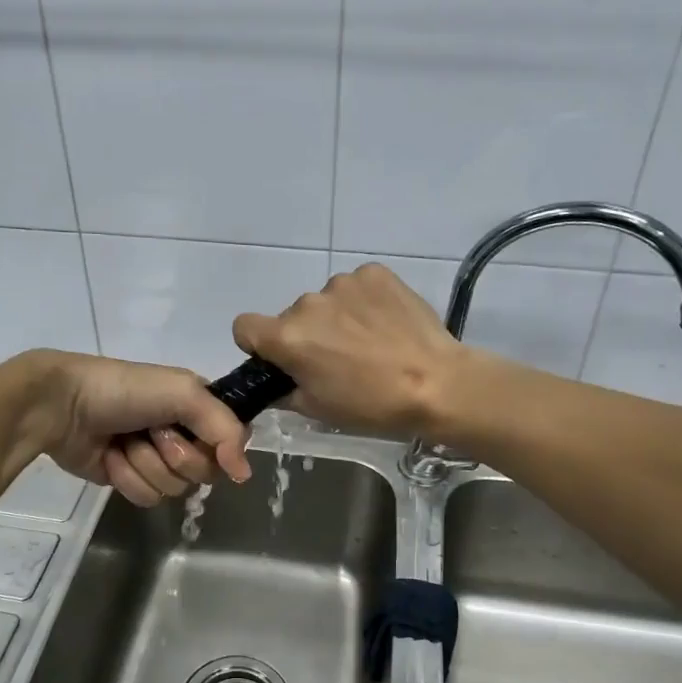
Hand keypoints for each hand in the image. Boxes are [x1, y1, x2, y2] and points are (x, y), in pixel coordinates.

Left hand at [13, 352, 251, 506]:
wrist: (62, 406)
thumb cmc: (124, 391)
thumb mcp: (184, 393)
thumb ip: (225, 428)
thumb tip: (244, 474)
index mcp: (197, 407)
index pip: (230, 441)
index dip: (217, 446)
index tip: (194, 435)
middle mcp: (182, 433)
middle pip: (205, 471)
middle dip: (175, 455)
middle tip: (152, 433)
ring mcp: (155, 459)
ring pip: (175, 488)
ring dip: (146, 465)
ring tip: (124, 442)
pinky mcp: (129, 479)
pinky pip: (147, 497)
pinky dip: (127, 478)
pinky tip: (110, 458)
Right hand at [232, 263, 466, 439]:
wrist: (437, 383)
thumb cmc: (371, 405)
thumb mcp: (318, 409)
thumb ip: (284, 391)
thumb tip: (277, 381)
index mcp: (287, 337)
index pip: (244, 326)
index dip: (257, 344)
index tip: (281, 359)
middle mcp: (308, 303)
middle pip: (292, 316)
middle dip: (308, 335)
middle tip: (339, 360)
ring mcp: (343, 283)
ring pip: (326, 301)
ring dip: (337, 318)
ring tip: (370, 343)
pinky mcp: (374, 273)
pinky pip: (356, 287)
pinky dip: (364, 303)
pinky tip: (386, 325)